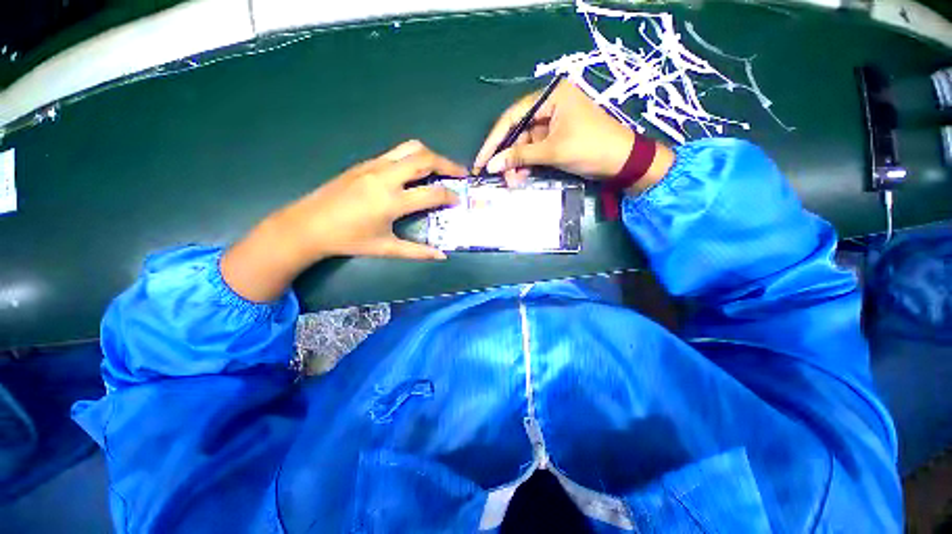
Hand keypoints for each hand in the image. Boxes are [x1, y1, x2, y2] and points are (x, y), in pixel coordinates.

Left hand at [222, 140, 466, 301]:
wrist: (308, 224)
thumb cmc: (349, 240)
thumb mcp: (386, 248)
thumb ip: (417, 252)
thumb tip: (442, 256)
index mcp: (392, 201)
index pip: (432, 193)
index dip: (450, 196)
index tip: (459, 200)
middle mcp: (386, 177)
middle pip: (425, 159)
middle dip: (448, 164)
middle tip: (461, 173)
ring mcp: (374, 166)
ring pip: (410, 148)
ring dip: (431, 156)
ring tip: (442, 168)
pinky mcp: (365, 163)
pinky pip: (396, 153)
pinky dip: (414, 157)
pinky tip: (416, 171)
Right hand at [473, 80, 635, 185]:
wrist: (623, 162)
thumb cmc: (591, 148)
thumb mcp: (553, 151)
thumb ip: (520, 156)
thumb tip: (491, 165)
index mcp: (551, 97)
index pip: (513, 117)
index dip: (494, 140)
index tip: (481, 160)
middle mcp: (549, 107)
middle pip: (517, 132)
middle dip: (506, 156)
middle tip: (495, 175)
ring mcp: (552, 124)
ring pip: (524, 144)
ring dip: (516, 164)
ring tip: (511, 181)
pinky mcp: (555, 139)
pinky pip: (534, 152)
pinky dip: (527, 165)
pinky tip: (521, 177)